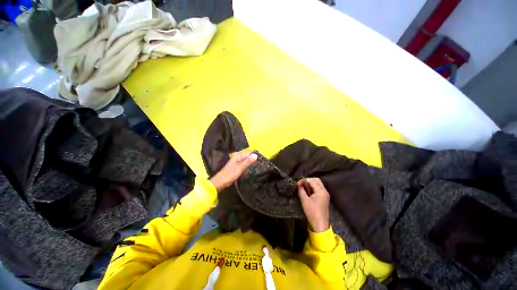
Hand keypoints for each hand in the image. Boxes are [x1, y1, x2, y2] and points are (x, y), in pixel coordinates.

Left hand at [209, 151, 257, 191]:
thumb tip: (256, 155)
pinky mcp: (236, 168)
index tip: (261, 161)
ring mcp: (237, 163)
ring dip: (250, 165)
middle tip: (260, 165)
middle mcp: (237, 157)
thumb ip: (248, 161)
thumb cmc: (230, 174)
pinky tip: (251, 171)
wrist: (220, 182)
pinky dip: (247, 168)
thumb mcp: (240, 167)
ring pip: (246, 162)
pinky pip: (244, 166)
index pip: (249, 153)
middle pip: (248, 158)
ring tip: (257, 168)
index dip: (255, 157)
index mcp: (238, 155)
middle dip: (253, 161)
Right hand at [297, 178, 329, 232]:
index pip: (311, 180)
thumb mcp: (304, 201)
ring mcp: (325, 194)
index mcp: (320, 191)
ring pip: (318, 183)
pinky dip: (312, 187)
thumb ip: (301, 190)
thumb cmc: (312, 212)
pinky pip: (318, 188)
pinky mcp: (324, 197)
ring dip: (310, 183)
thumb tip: (299, 185)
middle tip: (300, 184)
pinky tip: (307, 190)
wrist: (320, 225)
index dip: (303, 181)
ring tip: (303, 187)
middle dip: (307, 180)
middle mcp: (324, 190)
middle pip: (316, 180)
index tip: (296, 185)